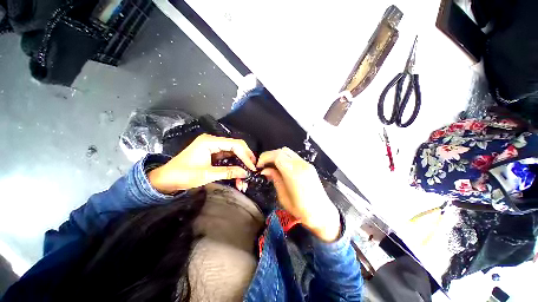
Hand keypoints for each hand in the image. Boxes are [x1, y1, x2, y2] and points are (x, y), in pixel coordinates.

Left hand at [148, 134, 255, 192]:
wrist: (165, 180)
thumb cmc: (183, 175)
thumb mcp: (206, 174)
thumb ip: (228, 172)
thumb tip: (246, 173)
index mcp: (210, 142)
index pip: (235, 145)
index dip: (246, 155)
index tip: (252, 167)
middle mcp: (213, 141)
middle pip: (236, 147)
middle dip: (245, 159)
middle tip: (253, 170)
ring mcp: (214, 148)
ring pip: (233, 154)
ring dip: (240, 165)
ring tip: (245, 177)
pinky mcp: (214, 155)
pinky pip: (228, 159)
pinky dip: (234, 167)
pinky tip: (238, 176)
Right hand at [257, 147, 340, 241]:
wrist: (322, 213)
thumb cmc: (301, 210)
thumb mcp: (283, 197)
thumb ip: (275, 179)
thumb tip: (265, 170)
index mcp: (293, 173)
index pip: (276, 156)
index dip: (265, 158)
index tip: (259, 165)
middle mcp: (301, 165)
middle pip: (282, 151)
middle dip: (270, 156)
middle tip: (263, 165)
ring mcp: (306, 164)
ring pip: (288, 152)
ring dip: (277, 156)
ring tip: (271, 166)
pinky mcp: (309, 166)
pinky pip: (294, 157)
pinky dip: (285, 158)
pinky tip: (281, 168)